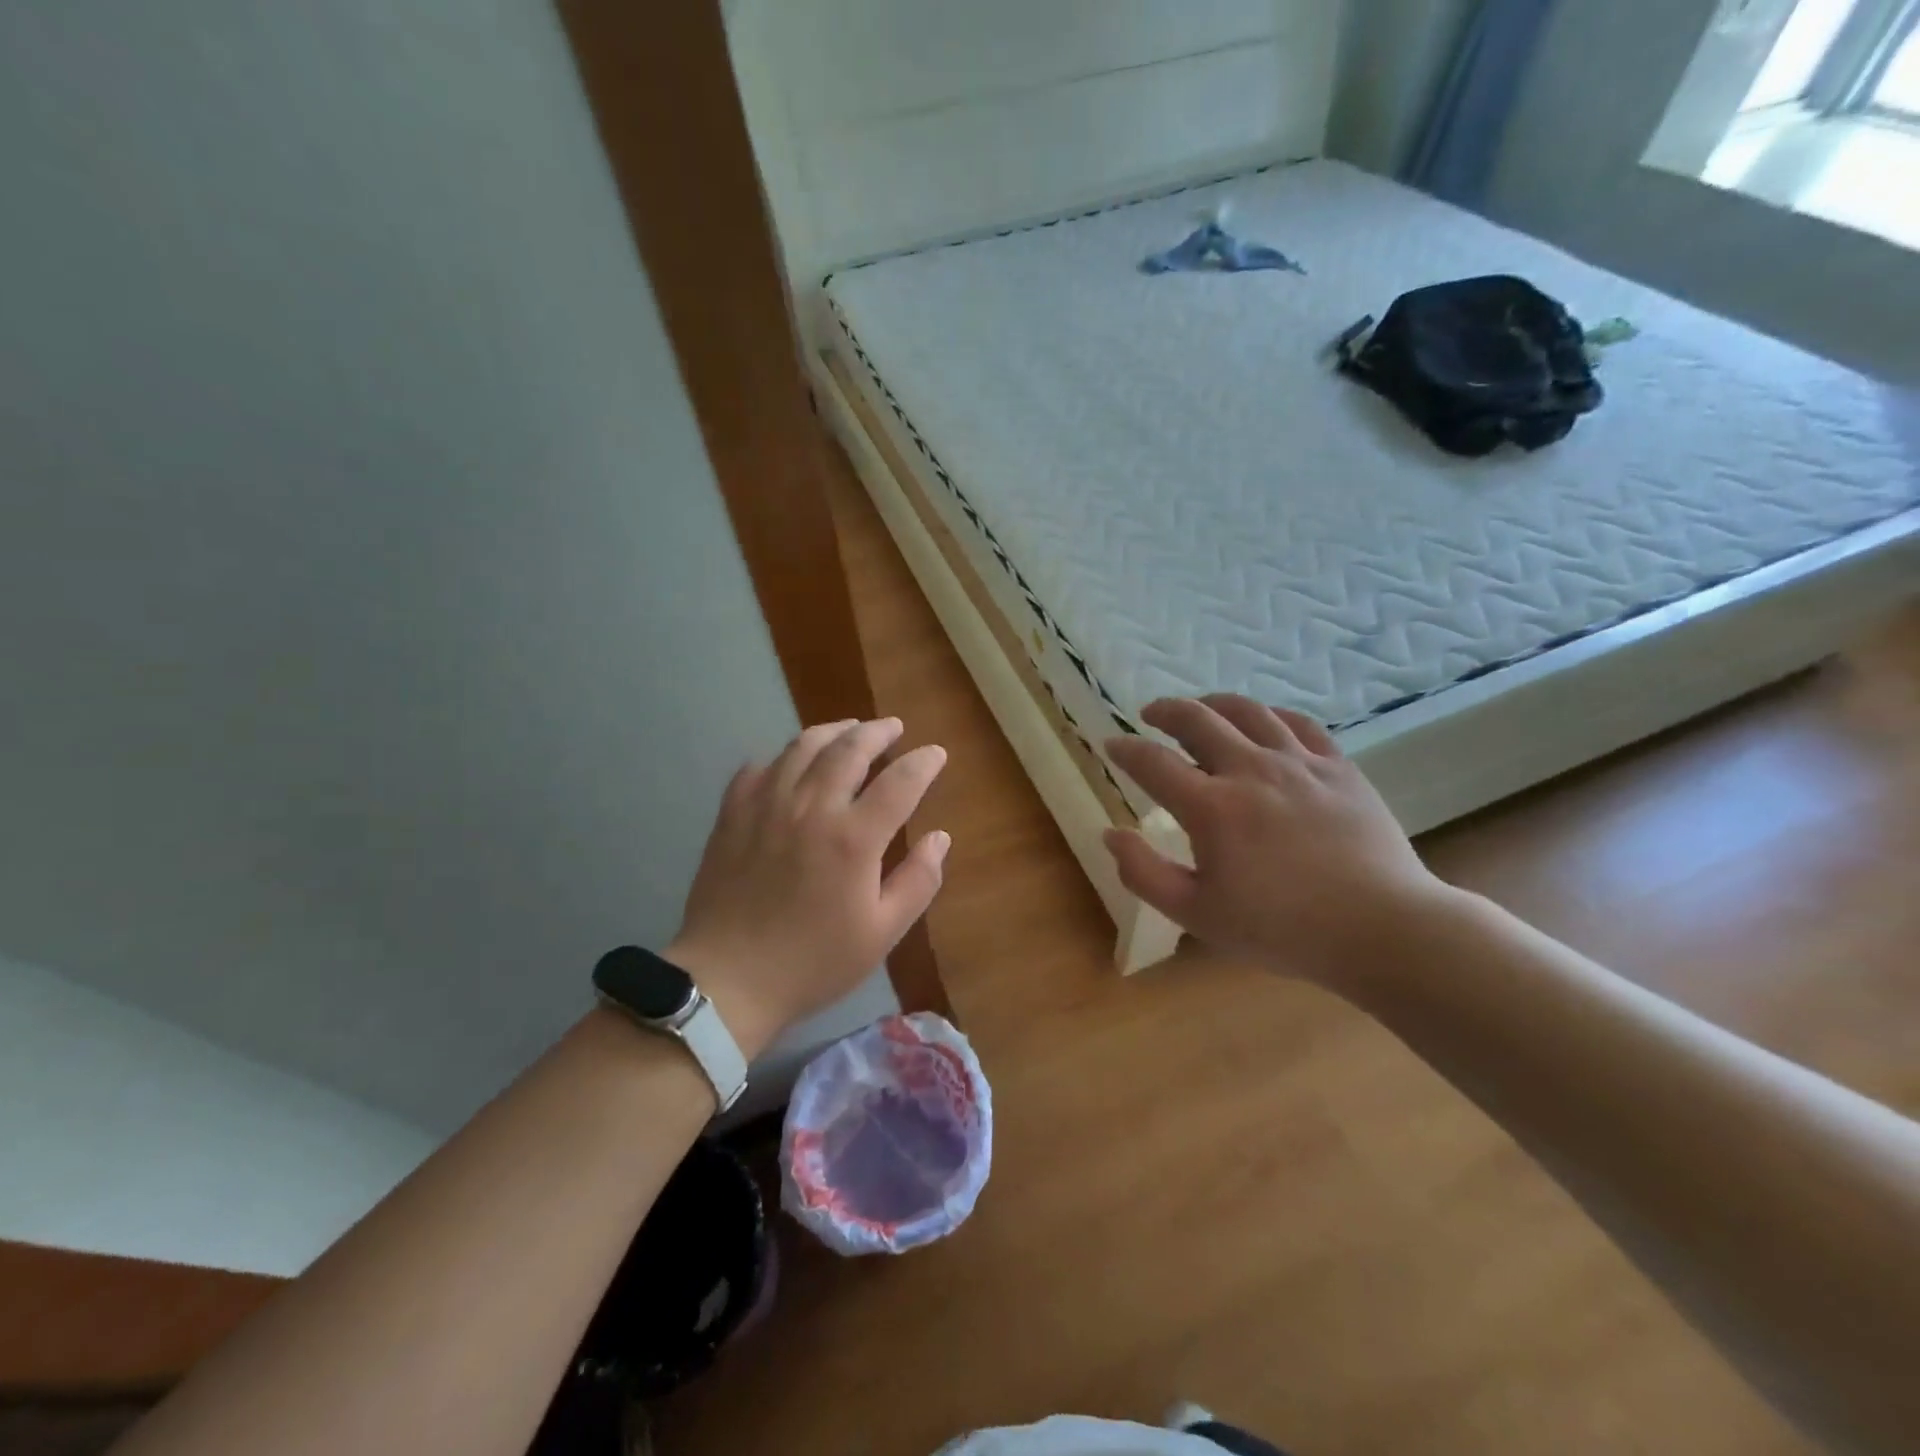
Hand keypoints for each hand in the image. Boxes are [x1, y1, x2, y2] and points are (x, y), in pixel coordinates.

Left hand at [666, 718, 948, 1057]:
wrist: (728, 980)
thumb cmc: (813, 962)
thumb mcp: (882, 933)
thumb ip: (918, 881)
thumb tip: (940, 838)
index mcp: (853, 837)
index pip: (900, 781)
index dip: (923, 762)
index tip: (936, 754)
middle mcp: (811, 807)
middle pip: (850, 748)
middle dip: (878, 731)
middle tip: (893, 727)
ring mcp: (766, 806)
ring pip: (803, 747)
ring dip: (833, 731)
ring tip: (848, 730)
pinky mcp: (732, 815)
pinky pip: (758, 769)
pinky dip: (781, 759)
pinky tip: (789, 766)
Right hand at [1103, 695, 1450, 989]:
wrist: (1381, 929)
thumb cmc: (1281, 929)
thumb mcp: (1197, 914)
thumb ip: (1144, 873)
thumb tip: (1110, 833)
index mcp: (1211, 807)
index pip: (1152, 763)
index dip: (1125, 750)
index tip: (1111, 745)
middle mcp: (1250, 770)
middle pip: (1197, 720)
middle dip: (1166, 711)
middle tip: (1151, 714)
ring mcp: (1299, 763)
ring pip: (1248, 711)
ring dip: (1214, 704)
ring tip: (1201, 709)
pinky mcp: (1338, 767)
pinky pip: (1299, 723)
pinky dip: (1271, 715)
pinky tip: (1264, 722)